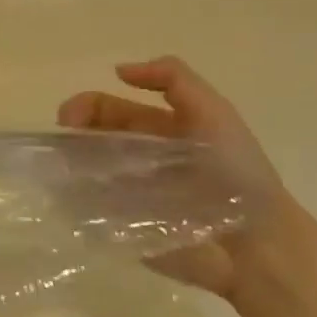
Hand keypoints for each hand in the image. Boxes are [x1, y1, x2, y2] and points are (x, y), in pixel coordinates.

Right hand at [57, 57, 292, 299]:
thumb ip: (173, 79)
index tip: (69, 119)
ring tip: (59, 174)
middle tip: (59, 147)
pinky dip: (73, 203)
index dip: (86, 107)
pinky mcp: (125, 230)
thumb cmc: (236, 174)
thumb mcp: (213, 111)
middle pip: (90, 140)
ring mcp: (127, 196)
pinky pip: (89, 213)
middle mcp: (137, 160)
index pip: (108, 109)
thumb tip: (118, 71)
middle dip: (70, 137)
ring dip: (66, 168)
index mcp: (157, 130)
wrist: (257, 245)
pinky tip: (68, 201)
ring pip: (83, 174)